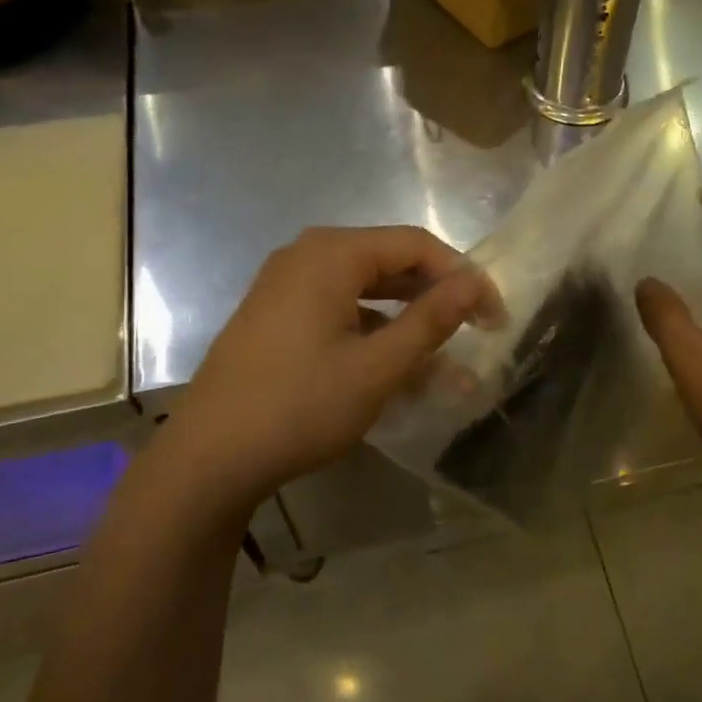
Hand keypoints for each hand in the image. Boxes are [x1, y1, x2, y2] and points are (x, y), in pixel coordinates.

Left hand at [155, 226, 498, 520]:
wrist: (208, 457)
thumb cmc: (300, 406)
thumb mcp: (377, 367)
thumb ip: (430, 320)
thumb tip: (474, 284)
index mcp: (332, 253)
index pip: (416, 244)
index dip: (462, 276)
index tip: (494, 316)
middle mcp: (307, 255)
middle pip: (390, 262)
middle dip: (436, 297)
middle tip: (476, 333)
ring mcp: (286, 285)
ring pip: (366, 289)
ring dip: (407, 320)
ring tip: (444, 360)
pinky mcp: (276, 315)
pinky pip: (339, 309)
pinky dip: (373, 332)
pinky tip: (395, 368)